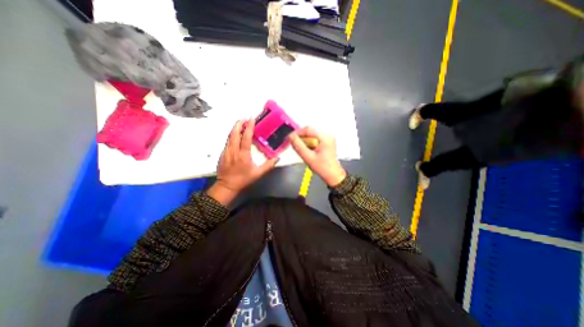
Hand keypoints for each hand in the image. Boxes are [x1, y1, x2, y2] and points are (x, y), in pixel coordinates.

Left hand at [207, 118, 280, 203]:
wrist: (226, 186)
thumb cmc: (243, 179)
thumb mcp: (258, 174)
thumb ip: (268, 165)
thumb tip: (277, 158)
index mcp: (243, 155)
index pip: (246, 137)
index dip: (249, 127)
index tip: (251, 119)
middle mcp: (233, 150)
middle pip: (234, 133)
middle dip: (239, 123)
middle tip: (245, 118)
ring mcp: (226, 151)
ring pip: (230, 136)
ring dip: (235, 128)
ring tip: (241, 123)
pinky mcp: (223, 153)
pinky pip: (228, 141)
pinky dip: (232, 135)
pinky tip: (236, 134)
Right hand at [288, 127, 345, 185]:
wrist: (333, 175)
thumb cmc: (322, 168)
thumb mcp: (308, 157)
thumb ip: (298, 146)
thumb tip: (290, 137)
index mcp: (325, 138)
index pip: (308, 129)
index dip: (297, 133)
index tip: (290, 139)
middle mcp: (327, 136)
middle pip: (309, 132)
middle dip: (301, 138)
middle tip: (295, 145)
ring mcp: (328, 139)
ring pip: (311, 136)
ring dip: (304, 141)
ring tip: (302, 150)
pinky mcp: (326, 142)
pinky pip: (314, 139)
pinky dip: (309, 144)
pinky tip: (308, 151)